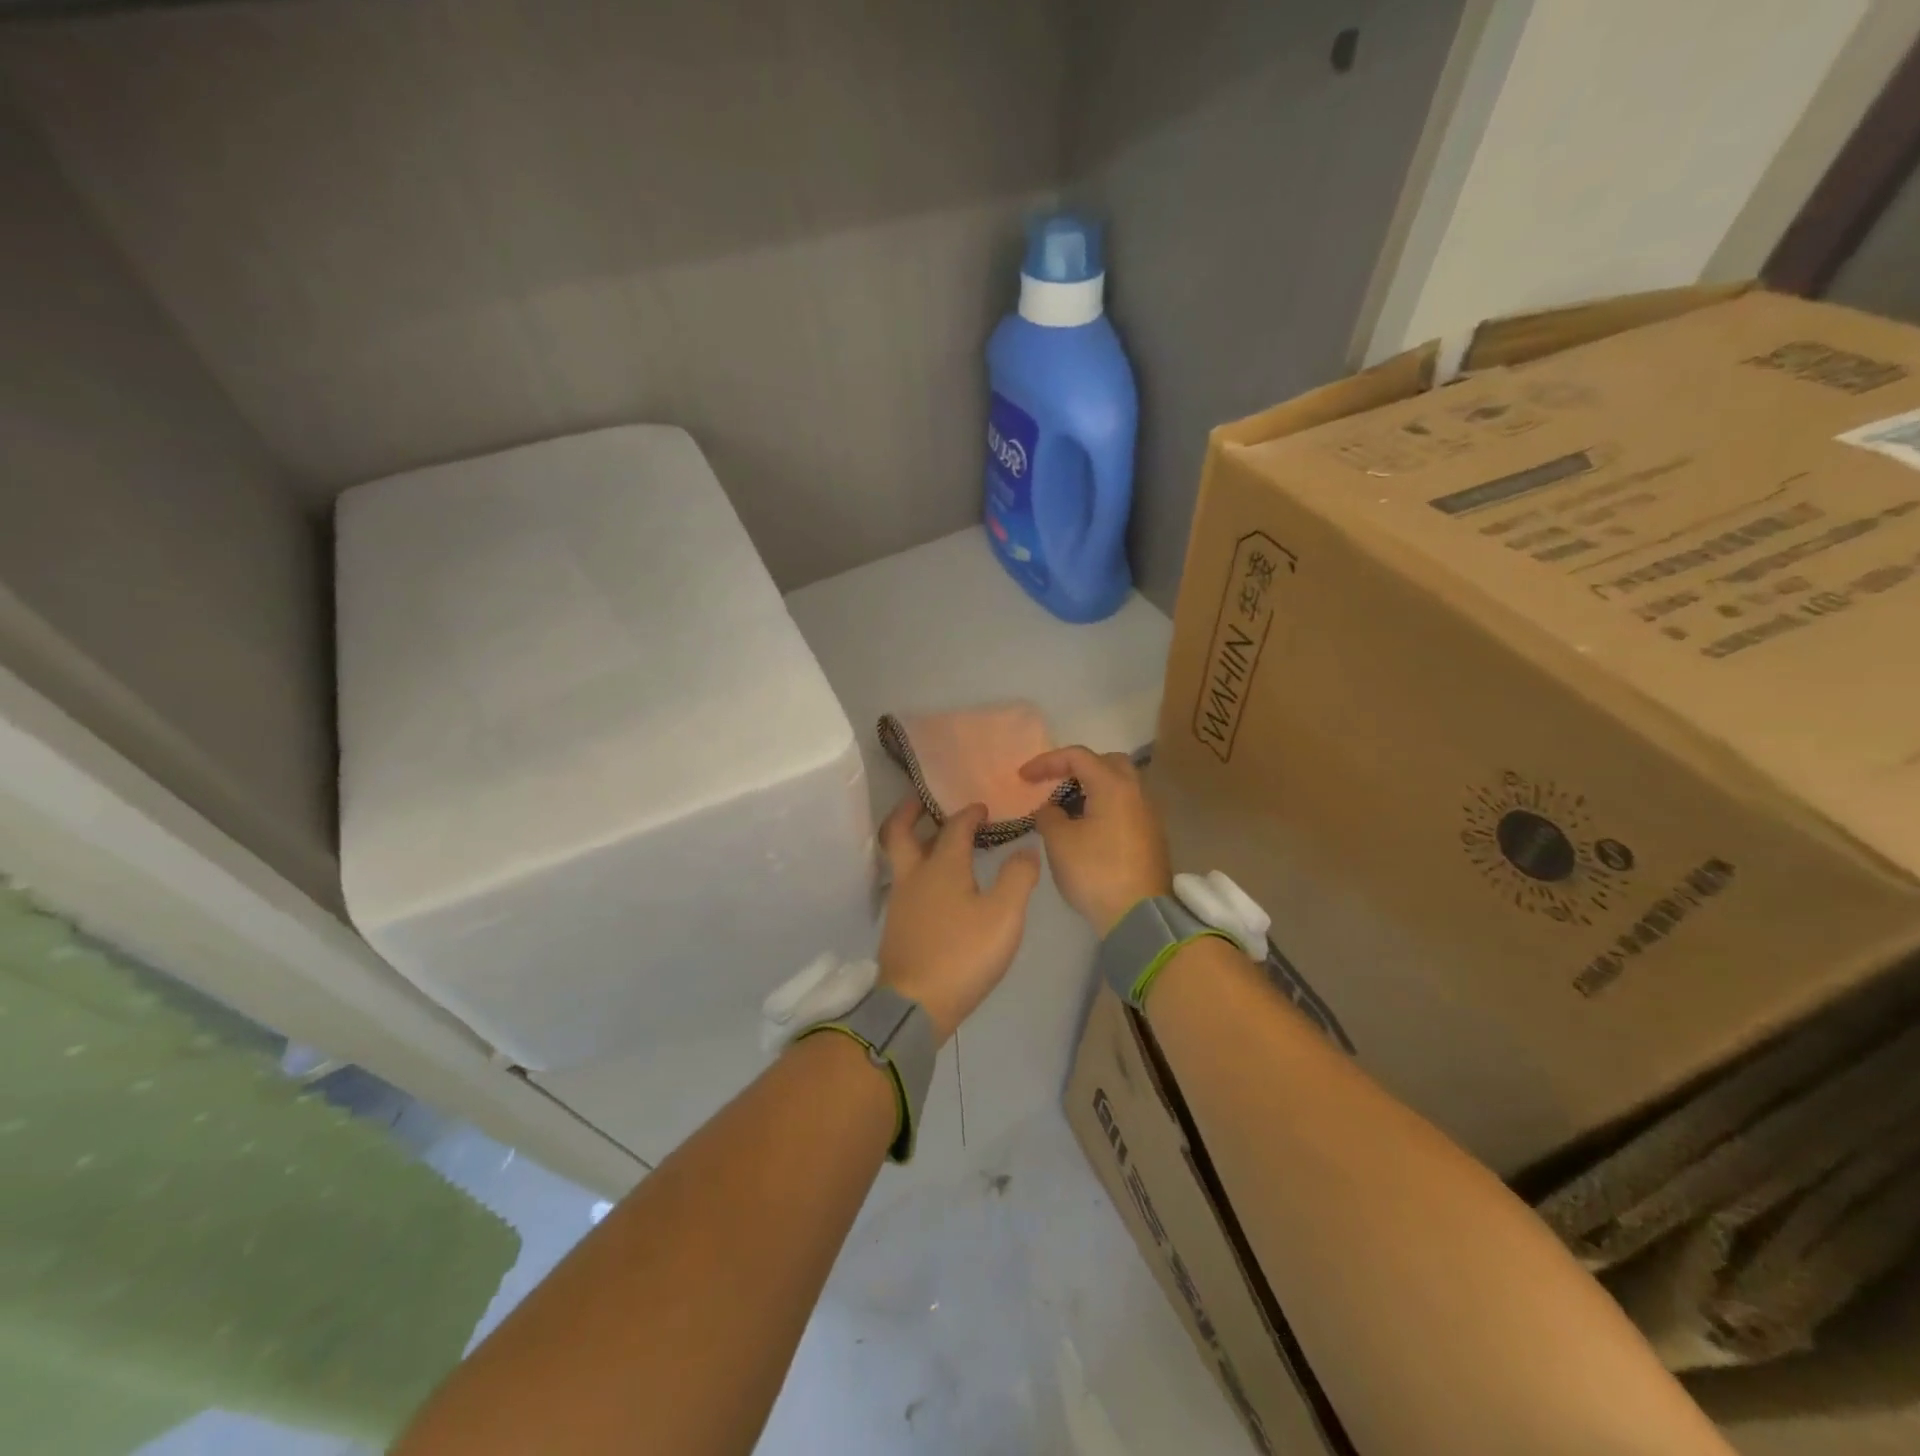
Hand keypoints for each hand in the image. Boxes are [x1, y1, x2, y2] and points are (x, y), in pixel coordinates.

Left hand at [876, 797, 1040, 1043]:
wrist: (914, 1005)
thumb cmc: (962, 954)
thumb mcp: (1004, 915)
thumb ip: (1018, 878)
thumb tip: (1026, 850)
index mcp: (941, 866)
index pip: (954, 827)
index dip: (969, 813)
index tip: (982, 808)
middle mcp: (914, 877)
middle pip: (899, 833)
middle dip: (909, 812)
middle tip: (922, 801)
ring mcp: (901, 902)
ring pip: (901, 859)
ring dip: (913, 841)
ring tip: (935, 841)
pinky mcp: (897, 927)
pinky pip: (905, 883)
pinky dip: (917, 870)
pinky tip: (936, 886)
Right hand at [1022, 746, 1171, 935]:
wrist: (1139, 916)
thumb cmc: (1096, 872)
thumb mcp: (1059, 841)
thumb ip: (1048, 815)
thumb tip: (1051, 809)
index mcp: (1114, 786)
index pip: (1077, 756)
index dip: (1046, 762)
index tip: (1023, 778)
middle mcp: (1137, 792)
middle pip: (1106, 763)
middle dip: (1077, 768)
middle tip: (1054, 784)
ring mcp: (1148, 815)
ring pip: (1119, 786)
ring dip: (1091, 789)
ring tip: (1065, 810)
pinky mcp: (1151, 836)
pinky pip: (1125, 807)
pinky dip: (1103, 807)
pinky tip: (1085, 830)